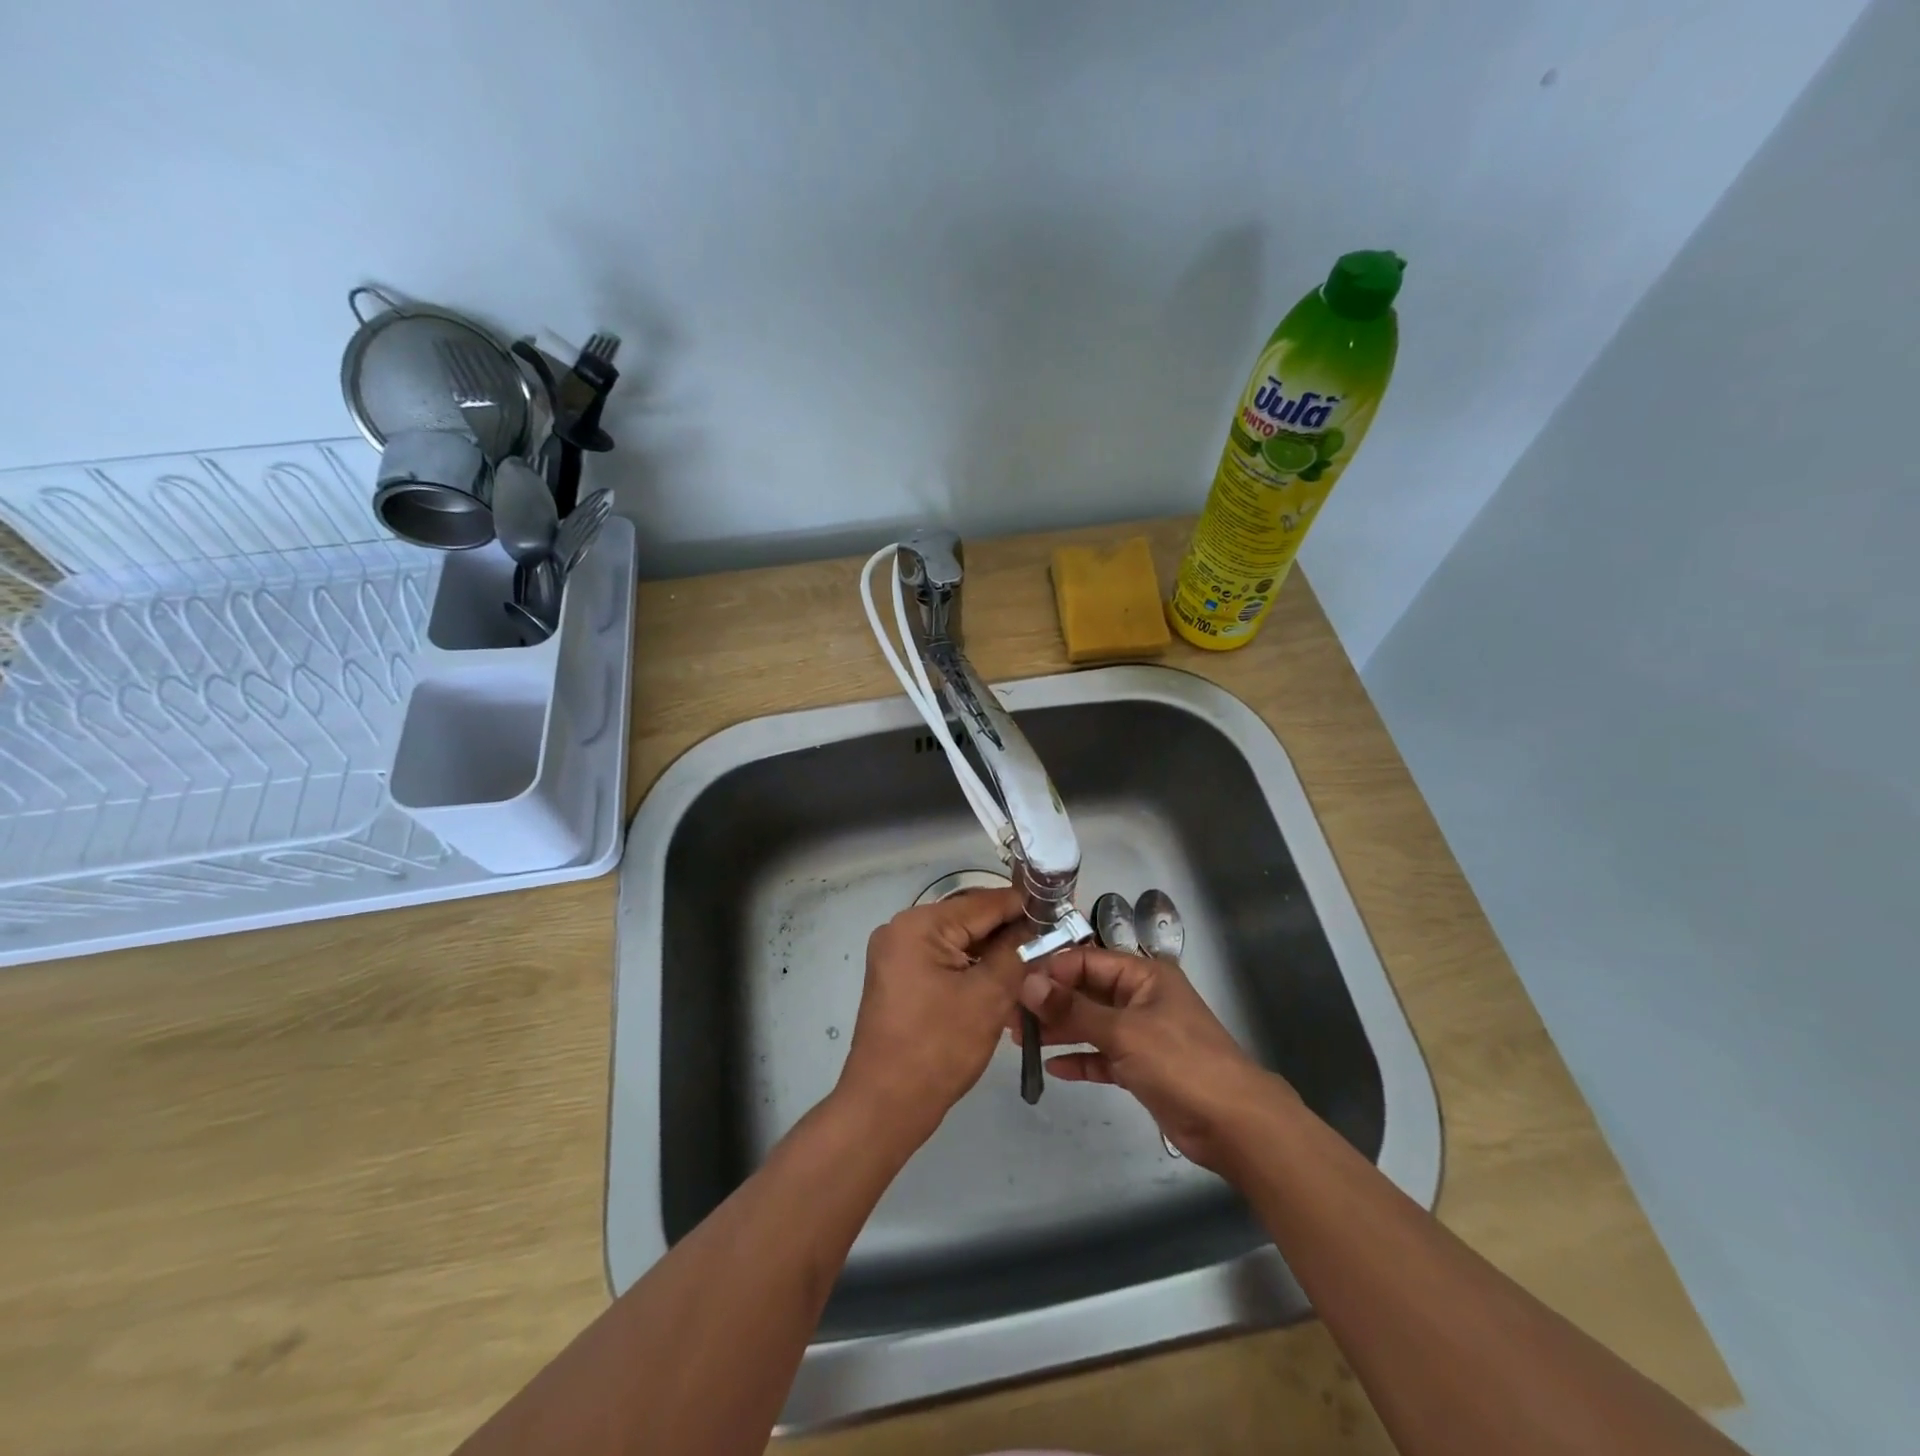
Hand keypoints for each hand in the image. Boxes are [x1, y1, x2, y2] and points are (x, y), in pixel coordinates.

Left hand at [836, 887, 1031, 1146]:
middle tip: (1055, 940)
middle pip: (970, 920)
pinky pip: (944, 961)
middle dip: (1011, 931)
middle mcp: (902, 929)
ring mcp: (897, 955)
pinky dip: (973, 968)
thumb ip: (1017, 953)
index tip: (1062, 911)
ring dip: (994, 952)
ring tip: (1037, 961)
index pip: (983, 903)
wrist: (885, 1106)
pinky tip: (1005, 980)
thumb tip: (1040, 928)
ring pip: (959, 942)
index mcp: (918, 925)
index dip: (1025, 907)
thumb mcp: (988, 997)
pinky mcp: (900, 979)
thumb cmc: (938, 1048)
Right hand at [1017, 945, 1285, 1170]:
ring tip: (1021, 1039)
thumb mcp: (1123, 1031)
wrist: (1233, 1123)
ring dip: (1060, 1030)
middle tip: (1012, 1016)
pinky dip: (1080, 1059)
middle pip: (1086, 992)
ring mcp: (1141, 1034)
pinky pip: (1102, 1056)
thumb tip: (1028, 984)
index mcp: (1143, 975)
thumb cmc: (1180, 1062)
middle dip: (1051, 1002)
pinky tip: (1053, 1067)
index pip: (1087, 960)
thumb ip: (1073, 1009)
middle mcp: (1140, 998)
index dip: (1052, 969)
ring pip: (1091, 1024)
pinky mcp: (1141, 1067)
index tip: (1016, 983)